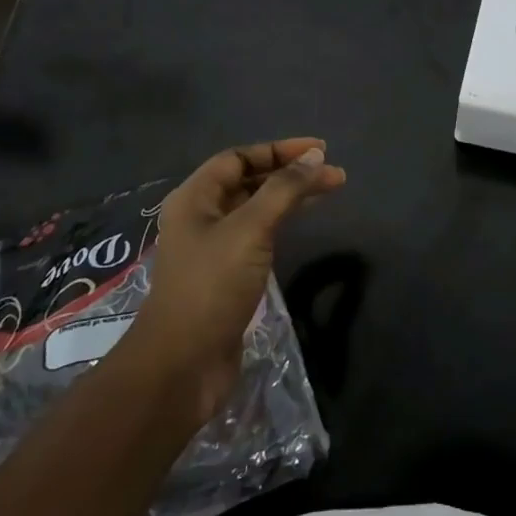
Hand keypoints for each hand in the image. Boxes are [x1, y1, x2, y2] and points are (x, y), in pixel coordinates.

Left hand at [134, 138, 345, 420]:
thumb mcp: (250, 230)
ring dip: (289, 197)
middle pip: (249, 181)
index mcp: (195, 198)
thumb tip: (316, 157)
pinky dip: (281, 223)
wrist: (183, 364)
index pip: (239, 158)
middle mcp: (200, 217)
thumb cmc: (212, 286)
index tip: (320, 150)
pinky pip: (257, 236)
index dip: (279, 150)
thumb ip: (283, 190)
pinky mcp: (226, 276)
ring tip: (328, 192)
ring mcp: (213, 248)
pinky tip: (301, 225)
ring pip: (256, 209)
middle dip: (290, 173)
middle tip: (332, 172)